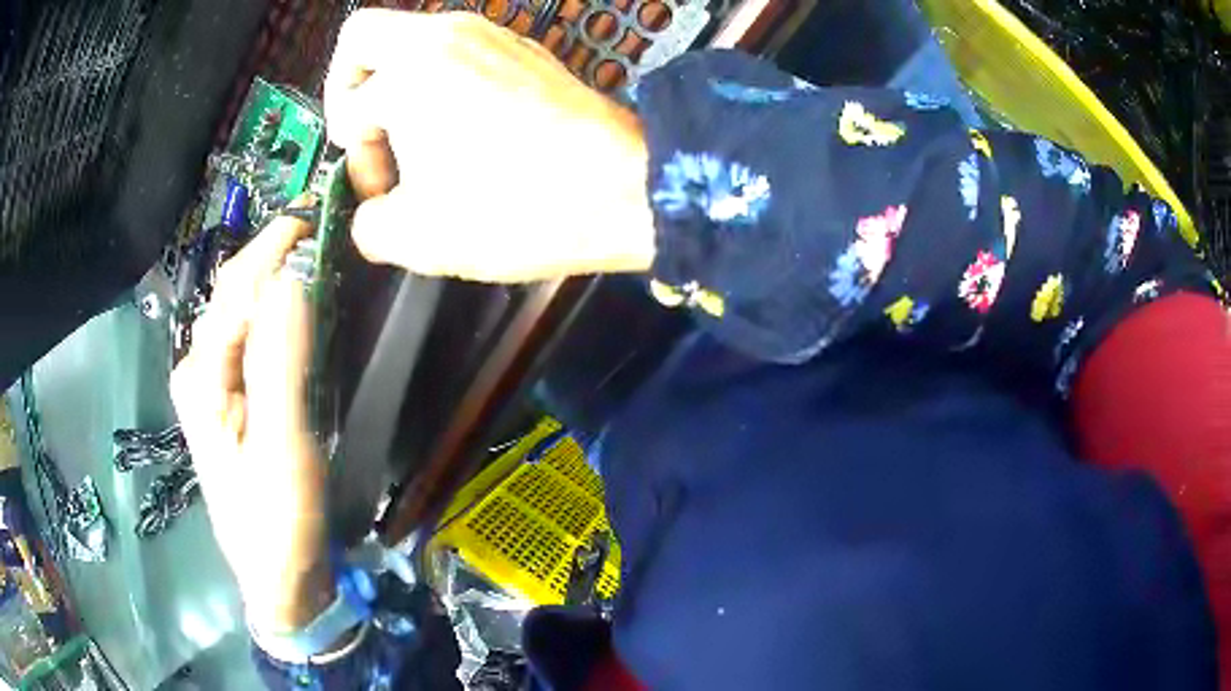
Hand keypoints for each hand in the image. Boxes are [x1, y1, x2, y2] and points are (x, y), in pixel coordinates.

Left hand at [170, 214, 332, 632]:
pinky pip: (252, 339)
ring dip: (278, 278)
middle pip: (236, 293)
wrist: (277, 579)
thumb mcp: (281, 448)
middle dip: (276, 254)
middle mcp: (198, 367)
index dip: (277, 244)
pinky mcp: (230, 399)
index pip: (238, 287)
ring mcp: (212, 384)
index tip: (322, 209)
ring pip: (244, 313)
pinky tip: (302, 308)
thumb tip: (293, 278)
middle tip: (328, 226)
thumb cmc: (277, 523)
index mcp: (201, 373)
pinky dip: (278, 312)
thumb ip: (280, 363)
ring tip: (321, 253)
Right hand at [325, 10, 655, 281]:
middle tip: (369, 133)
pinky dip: (441, 81)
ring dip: (398, 85)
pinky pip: (457, 50)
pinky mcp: (524, 49)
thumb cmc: (518, 208)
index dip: (355, 160)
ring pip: (413, 40)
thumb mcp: (418, 238)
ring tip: (424, 142)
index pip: (347, 110)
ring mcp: (490, 34)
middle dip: (349, 87)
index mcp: (408, 71)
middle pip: (362, 38)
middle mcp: (446, 34)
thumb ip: (368, 226)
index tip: (385, 190)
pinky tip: (466, 130)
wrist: (625, 188)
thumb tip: (372, 213)